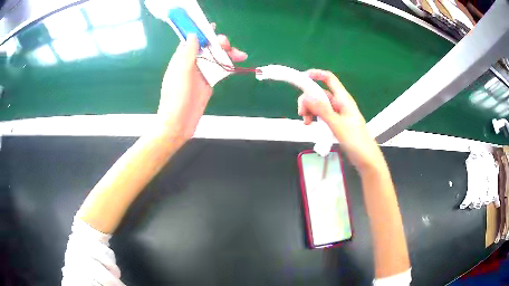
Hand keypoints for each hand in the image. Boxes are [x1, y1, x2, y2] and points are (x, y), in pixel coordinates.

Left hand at [157, 29, 246, 143]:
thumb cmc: (176, 99)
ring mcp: (200, 74)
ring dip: (227, 55)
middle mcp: (191, 64)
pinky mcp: (208, 84)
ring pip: (215, 59)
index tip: (213, 27)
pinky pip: (219, 71)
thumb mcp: (181, 74)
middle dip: (219, 44)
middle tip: (229, 45)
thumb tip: (194, 35)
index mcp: (181, 59)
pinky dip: (227, 67)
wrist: (178, 124)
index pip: (192, 41)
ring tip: (241, 55)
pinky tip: (236, 64)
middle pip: (207, 49)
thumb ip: (188, 54)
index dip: (202, 33)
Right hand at [297, 69, 384, 170]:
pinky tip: (311, 125)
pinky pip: (322, 115)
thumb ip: (323, 110)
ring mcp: (338, 114)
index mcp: (344, 100)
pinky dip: (315, 118)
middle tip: (302, 113)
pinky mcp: (336, 123)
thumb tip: (306, 97)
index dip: (316, 75)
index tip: (302, 78)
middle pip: (320, 93)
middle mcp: (340, 104)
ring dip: (310, 110)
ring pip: (320, 105)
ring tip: (307, 123)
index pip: (329, 79)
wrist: (367, 160)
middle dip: (309, 99)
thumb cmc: (357, 142)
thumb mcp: (338, 125)